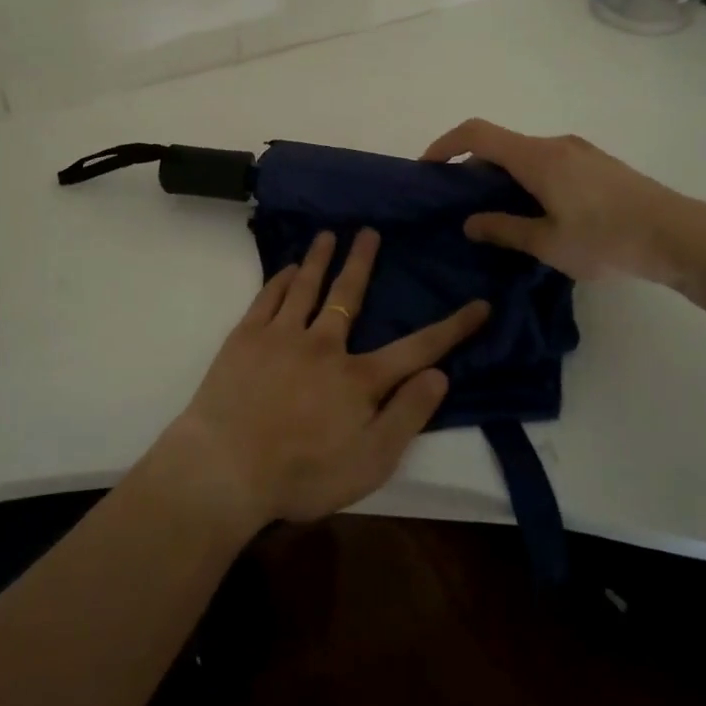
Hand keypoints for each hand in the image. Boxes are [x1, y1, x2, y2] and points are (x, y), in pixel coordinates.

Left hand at [160, 228, 487, 531]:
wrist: (226, 468)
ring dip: (320, 258)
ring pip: (307, 286)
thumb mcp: (370, 462)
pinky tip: (288, 268)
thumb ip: (407, 416)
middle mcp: (323, 345)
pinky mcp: (246, 337)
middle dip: (363, 262)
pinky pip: (269, 297)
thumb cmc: (302, 474)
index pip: (416, 348)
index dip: (452, 328)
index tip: (479, 305)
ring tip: (328, 234)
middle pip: (349, 296)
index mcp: (357, 378)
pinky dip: (282, 279)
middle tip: (369, 231)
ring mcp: (282, 336)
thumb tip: (439, 374)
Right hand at [421, 118, 705, 283]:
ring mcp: (580, 152)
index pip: (477, 134)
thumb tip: (469, 222)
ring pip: (526, 155)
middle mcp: (555, 144)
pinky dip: (529, 178)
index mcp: (536, 157)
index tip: (428, 168)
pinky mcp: (598, 164)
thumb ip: (504, 229)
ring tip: (501, 215)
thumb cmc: (607, 239)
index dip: (446, 144)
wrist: (681, 236)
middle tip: (463, 205)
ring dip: (504, 176)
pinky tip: (540, 213)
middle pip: (501, 144)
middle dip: (474, 169)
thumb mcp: (548, 243)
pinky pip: (549, 162)